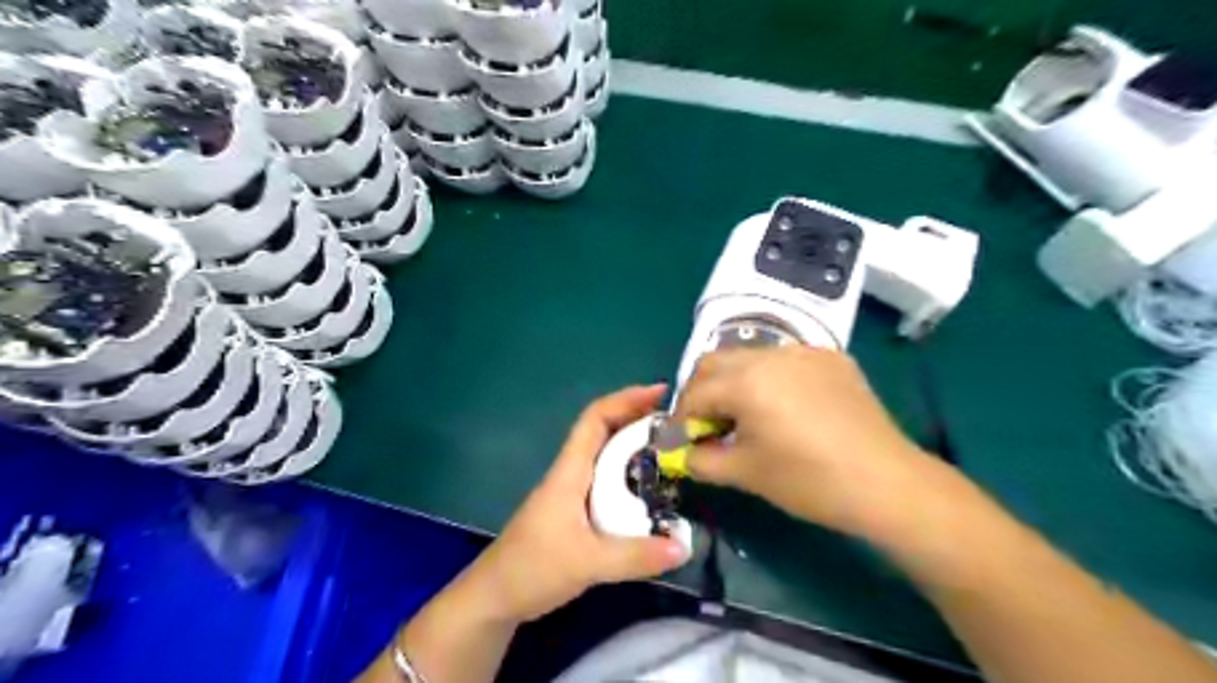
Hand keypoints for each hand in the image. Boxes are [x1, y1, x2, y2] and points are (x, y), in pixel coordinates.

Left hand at [465, 383, 693, 622]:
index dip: (626, 399)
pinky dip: (631, 475)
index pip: (595, 419)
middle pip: (605, 431)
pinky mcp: (576, 513)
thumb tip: (685, 546)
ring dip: (636, 446)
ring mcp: (573, 493)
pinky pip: (608, 482)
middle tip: (678, 423)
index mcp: (570, 471)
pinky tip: (651, 491)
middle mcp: (572, 474)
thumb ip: (634, 557)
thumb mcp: (586, 563)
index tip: (661, 393)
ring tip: (672, 450)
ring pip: (607, 457)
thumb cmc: (532, 568)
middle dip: (638, 418)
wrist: (495, 598)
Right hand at [675, 351, 950, 540]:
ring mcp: (804, 351)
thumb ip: (701, 460)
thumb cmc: (808, 480)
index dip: (681, 419)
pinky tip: (784, 406)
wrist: (886, 482)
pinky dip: (769, 377)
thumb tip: (682, 454)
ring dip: (733, 381)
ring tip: (745, 415)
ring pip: (749, 356)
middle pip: (714, 362)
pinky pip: (784, 359)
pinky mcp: (831, 358)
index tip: (682, 441)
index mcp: (744, 381)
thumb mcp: (746, 474)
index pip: (694, 393)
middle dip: (701, 391)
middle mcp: (769, 355)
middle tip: (707, 424)